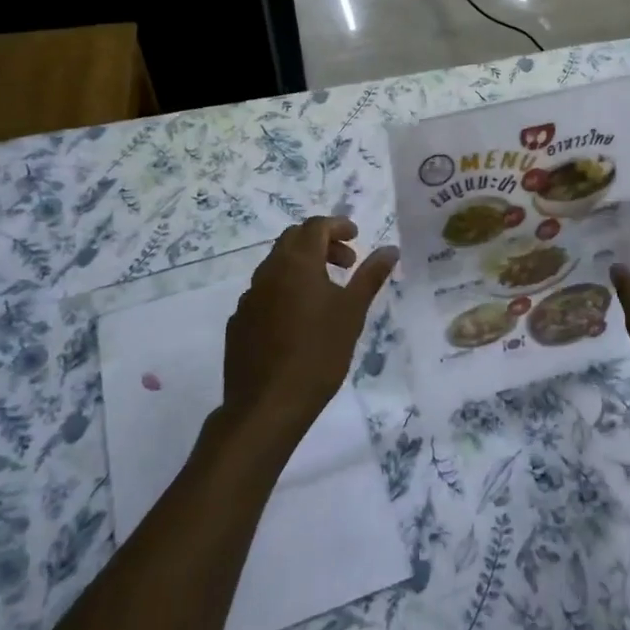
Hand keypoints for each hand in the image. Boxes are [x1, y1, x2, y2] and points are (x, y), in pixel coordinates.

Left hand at [221, 217, 397, 444]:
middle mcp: (268, 271)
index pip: (315, 226)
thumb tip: (390, 249)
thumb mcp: (352, 312)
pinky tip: (298, 319)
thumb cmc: (318, 353)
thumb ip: (370, 276)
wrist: (267, 404)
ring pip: (276, 265)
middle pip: (293, 239)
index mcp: (296, 263)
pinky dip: (284, 290)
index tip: (357, 237)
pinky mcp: (239, 321)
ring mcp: (249, 296)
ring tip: (326, 292)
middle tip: (347, 263)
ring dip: (302, 266)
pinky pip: (264, 292)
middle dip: (321, 243)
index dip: (338, 225)